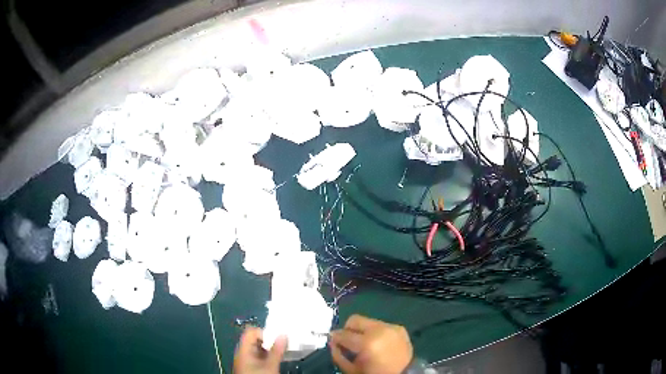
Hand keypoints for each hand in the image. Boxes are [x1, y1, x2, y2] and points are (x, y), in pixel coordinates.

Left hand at [233, 327, 286, 373]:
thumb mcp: (270, 365)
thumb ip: (277, 350)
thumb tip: (283, 335)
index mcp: (243, 350)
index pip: (251, 332)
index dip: (264, 332)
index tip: (277, 338)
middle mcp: (242, 353)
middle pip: (254, 340)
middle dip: (268, 341)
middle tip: (281, 345)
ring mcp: (245, 360)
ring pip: (257, 349)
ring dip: (269, 349)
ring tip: (280, 353)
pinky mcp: (249, 367)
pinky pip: (257, 356)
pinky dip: (266, 356)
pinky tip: (274, 360)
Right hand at [329, 314, 412, 373]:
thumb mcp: (351, 369)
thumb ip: (338, 354)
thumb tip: (333, 341)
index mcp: (367, 343)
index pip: (343, 334)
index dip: (335, 337)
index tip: (333, 341)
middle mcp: (380, 330)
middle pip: (355, 320)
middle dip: (348, 329)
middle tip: (348, 341)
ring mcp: (391, 327)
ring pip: (368, 322)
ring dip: (363, 331)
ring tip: (365, 344)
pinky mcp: (399, 328)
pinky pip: (381, 325)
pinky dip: (376, 333)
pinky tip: (378, 343)